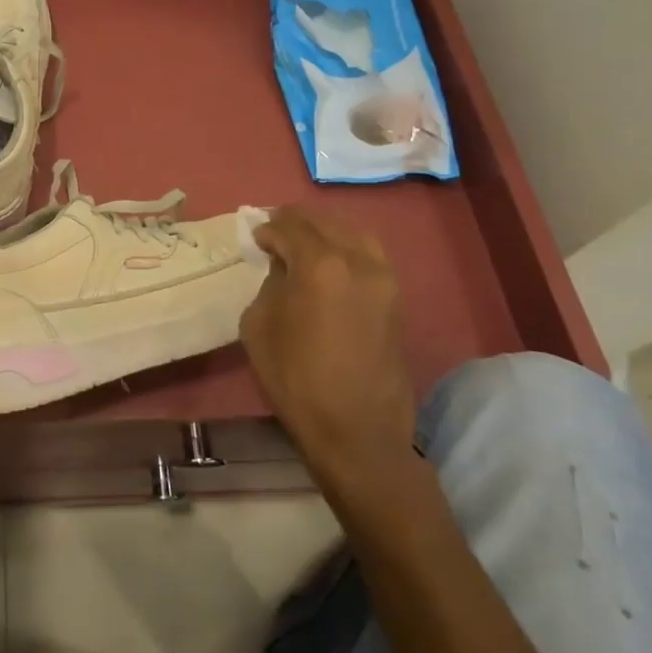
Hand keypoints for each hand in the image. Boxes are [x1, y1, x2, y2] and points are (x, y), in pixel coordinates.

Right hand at [240, 207, 414, 488]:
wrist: (356, 430)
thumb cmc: (296, 378)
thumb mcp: (259, 326)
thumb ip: (270, 284)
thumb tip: (284, 268)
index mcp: (320, 265)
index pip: (290, 228)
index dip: (268, 229)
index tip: (256, 236)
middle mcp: (358, 262)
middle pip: (325, 224)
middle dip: (297, 222)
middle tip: (276, 227)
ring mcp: (384, 280)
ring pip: (354, 235)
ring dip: (327, 231)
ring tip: (305, 241)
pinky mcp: (396, 300)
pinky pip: (370, 256)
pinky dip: (347, 248)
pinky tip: (331, 262)